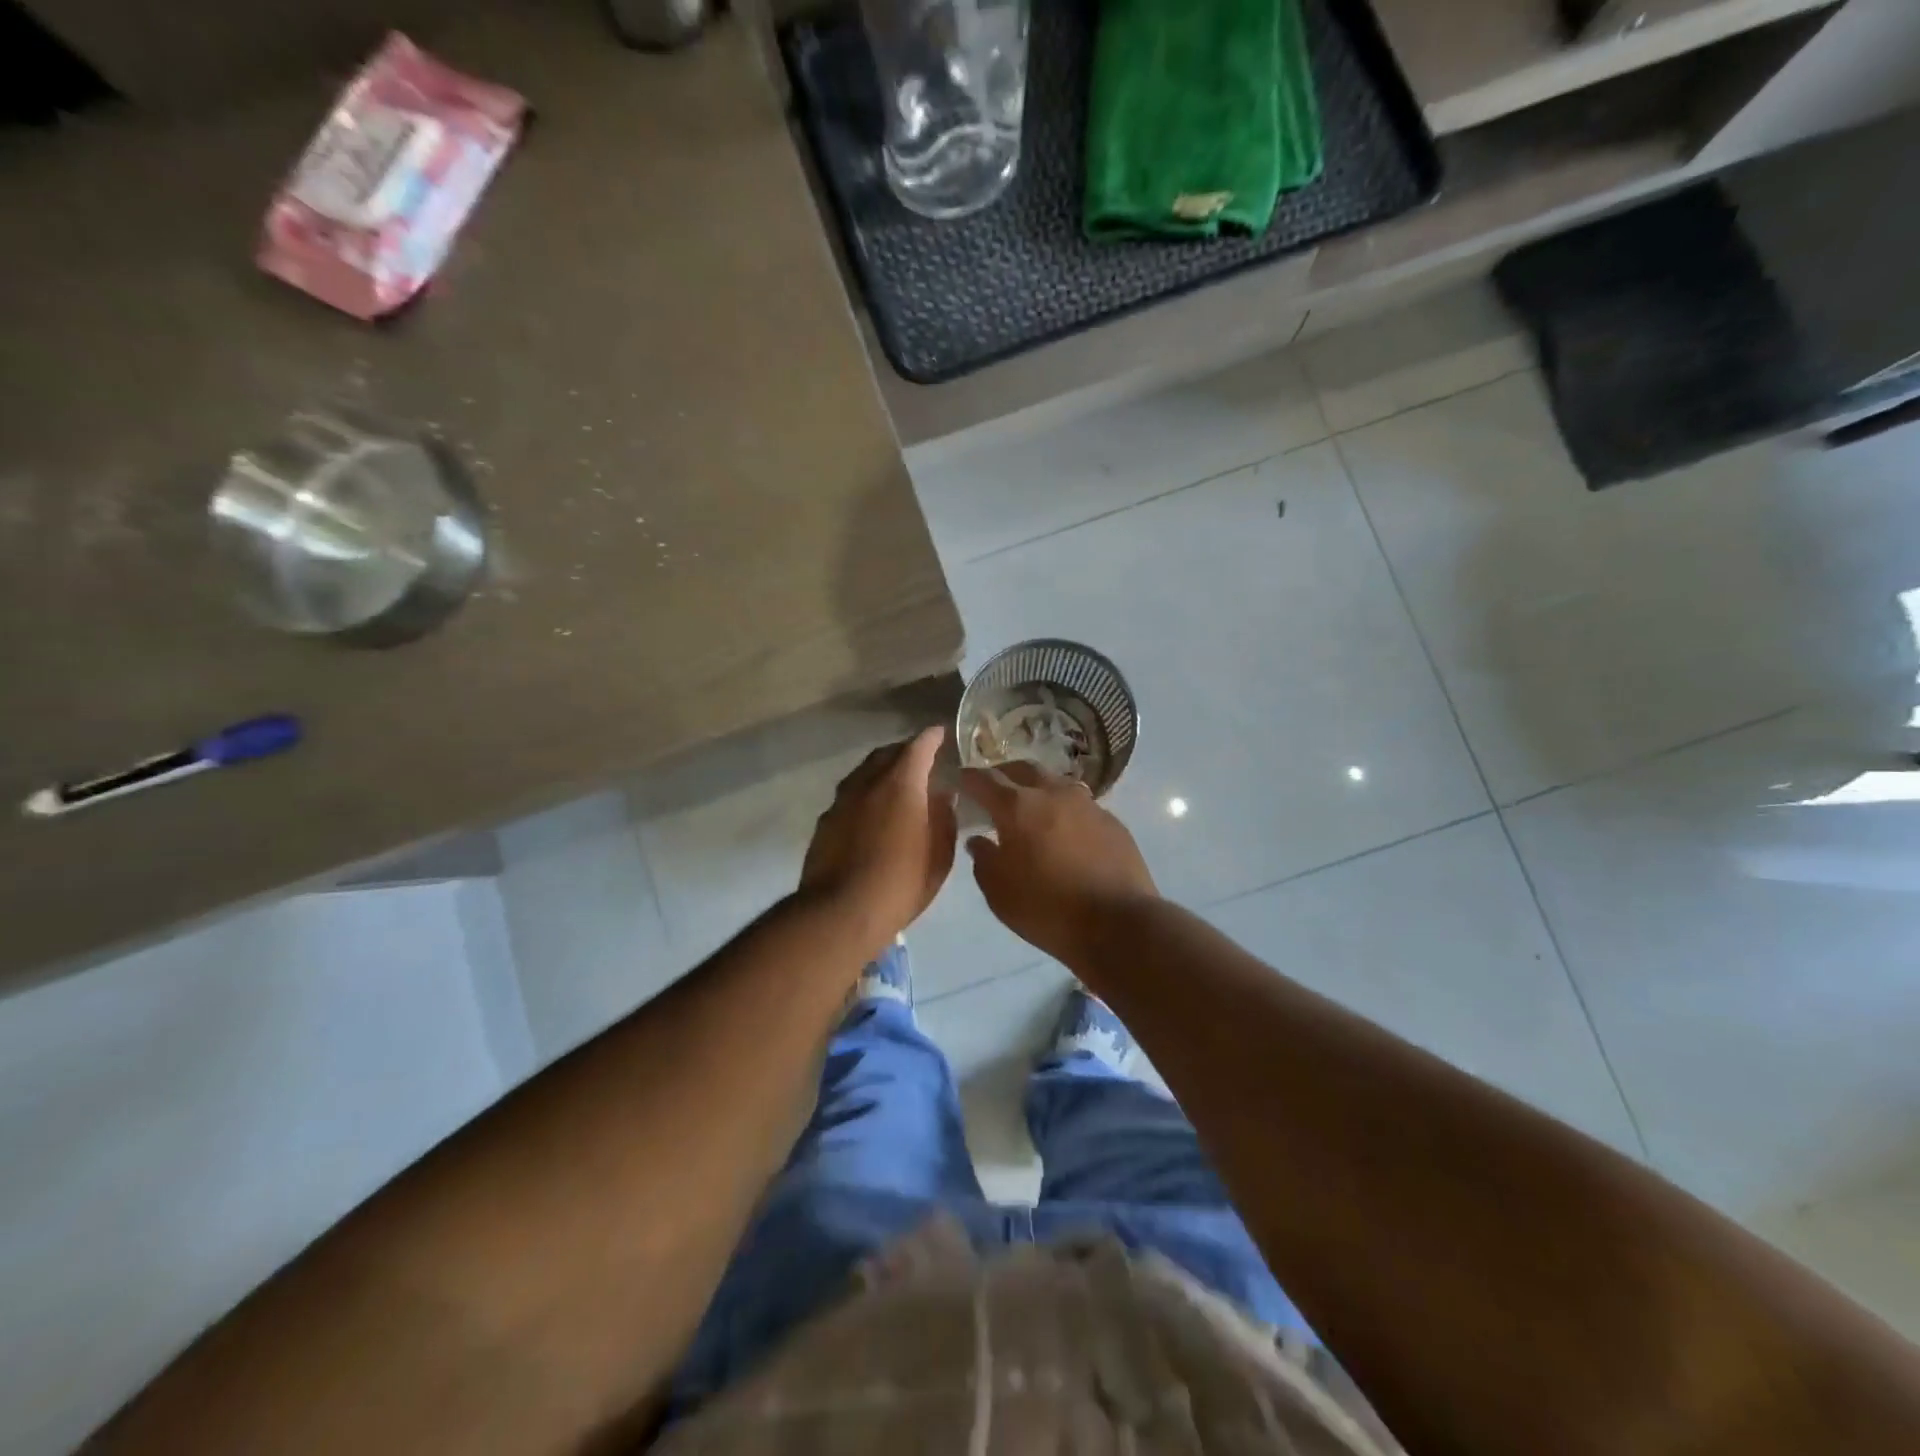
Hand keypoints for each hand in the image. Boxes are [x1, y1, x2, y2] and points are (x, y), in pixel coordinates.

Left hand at [800, 728, 956, 955]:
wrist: (839, 913)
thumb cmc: (900, 884)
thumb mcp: (939, 857)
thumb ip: (944, 819)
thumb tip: (943, 796)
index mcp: (901, 785)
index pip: (918, 747)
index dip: (932, 737)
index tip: (941, 732)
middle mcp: (867, 783)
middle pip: (886, 754)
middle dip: (905, 751)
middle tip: (922, 759)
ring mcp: (841, 801)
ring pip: (864, 772)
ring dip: (882, 770)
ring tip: (896, 782)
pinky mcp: (825, 822)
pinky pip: (849, 794)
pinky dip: (865, 792)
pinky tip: (871, 811)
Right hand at [959, 762, 1157, 963]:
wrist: (1118, 924)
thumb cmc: (1047, 909)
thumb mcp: (999, 893)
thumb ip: (984, 860)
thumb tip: (979, 840)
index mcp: (1018, 807)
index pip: (984, 779)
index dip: (967, 778)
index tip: (958, 781)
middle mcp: (1052, 793)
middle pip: (1023, 769)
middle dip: (1003, 774)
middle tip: (993, 789)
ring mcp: (1087, 804)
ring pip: (1055, 782)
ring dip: (1037, 788)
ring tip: (1030, 807)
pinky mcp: (1112, 820)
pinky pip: (1080, 804)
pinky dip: (1063, 809)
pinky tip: (1064, 830)